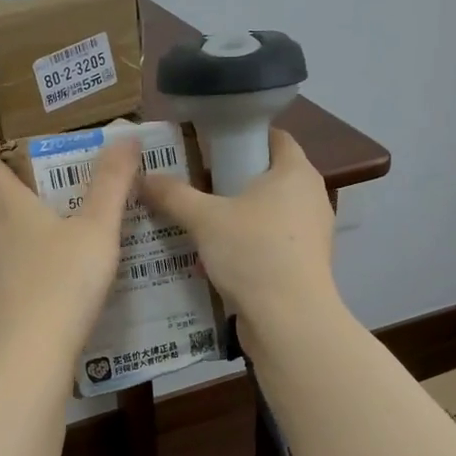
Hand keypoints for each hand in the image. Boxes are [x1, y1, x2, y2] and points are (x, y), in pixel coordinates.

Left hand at [0, 133, 140, 366]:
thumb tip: (125, 136)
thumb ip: (112, 183)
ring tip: (27, 211)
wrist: (32, 351)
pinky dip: (11, 248)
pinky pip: (0, 261)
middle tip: (10, 168)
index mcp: (9, 209)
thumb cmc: (64, 280)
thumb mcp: (97, 227)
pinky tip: (38, 262)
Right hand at [139, 129, 338, 340]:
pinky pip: (270, 243)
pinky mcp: (304, 264)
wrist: (290, 321)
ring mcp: (311, 234)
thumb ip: (173, 195)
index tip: (209, 143)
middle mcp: (311, 197)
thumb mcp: (205, 219)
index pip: (274, 136)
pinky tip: (214, 257)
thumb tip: (144, 177)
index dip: (243, 134)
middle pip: (268, 176)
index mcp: (296, 173)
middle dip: (232, 179)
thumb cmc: (253, 253)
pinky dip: (246, 245)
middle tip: (194, 182)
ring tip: (198, 221)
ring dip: (236, 217)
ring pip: (268, 213)